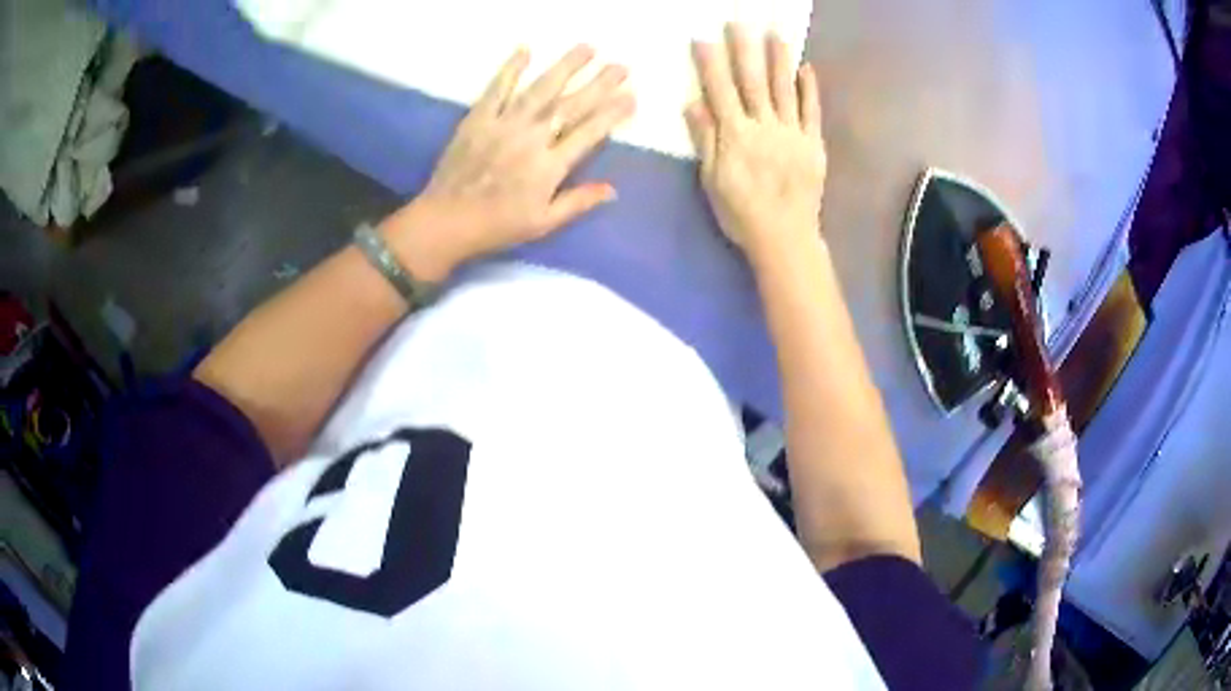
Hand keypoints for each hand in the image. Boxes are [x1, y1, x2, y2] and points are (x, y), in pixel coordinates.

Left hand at [381, 46, 635, 281]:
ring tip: (587, 48)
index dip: (613, 113)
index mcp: (550, 166)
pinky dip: (511, 68)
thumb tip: (613, 190)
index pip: (590, 132)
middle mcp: (532, 138)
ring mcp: (504, 124)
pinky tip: (525, 50)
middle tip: (621, 66)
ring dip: (565, 66)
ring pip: (541, 89)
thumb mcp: (543, 223)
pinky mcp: (478, 118)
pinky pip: (497, 88)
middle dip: (599, 83)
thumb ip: (578, 202)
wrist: (446, 221)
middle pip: (571, 105)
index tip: (631, 96)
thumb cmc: (497, 226)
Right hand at [687, 25, 826, 268]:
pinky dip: (810, 89)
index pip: (720, 89)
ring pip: (783, 88)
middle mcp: (763, 125)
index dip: (711, 63)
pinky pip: (812, 111)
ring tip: (775, 33)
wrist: (785, 238)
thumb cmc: (741, 213)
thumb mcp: (712, 180)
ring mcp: (792, 132)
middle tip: (740, 21)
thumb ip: (705, 139)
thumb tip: (693, 103)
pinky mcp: (813, 144)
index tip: (704, 38)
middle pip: (752, 81)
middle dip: (744, 48)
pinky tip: (807, 68)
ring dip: (778, 58)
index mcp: (735, 134)